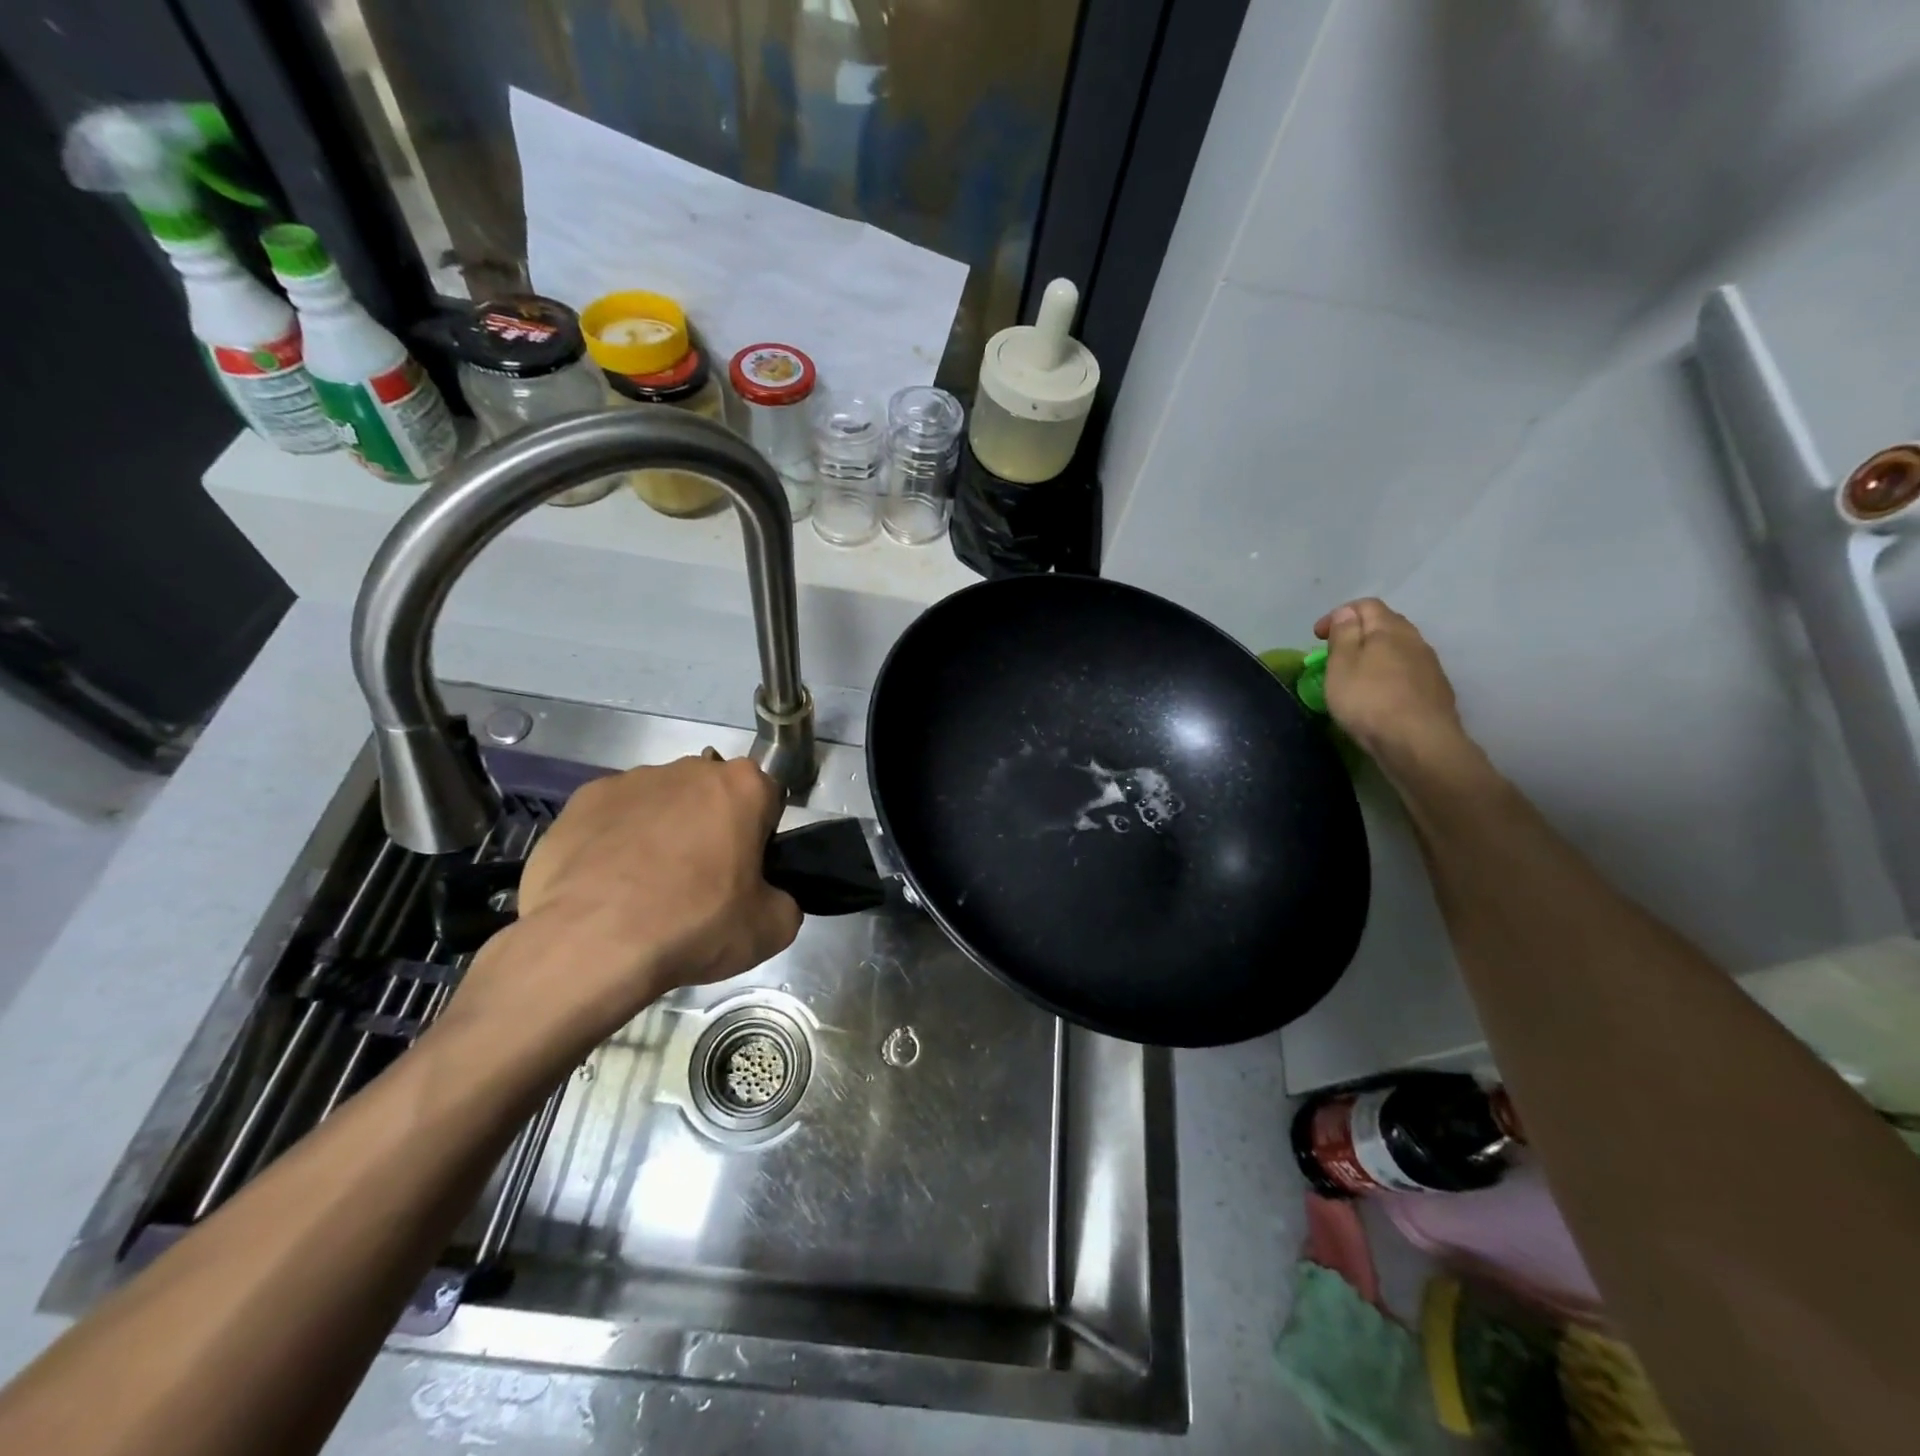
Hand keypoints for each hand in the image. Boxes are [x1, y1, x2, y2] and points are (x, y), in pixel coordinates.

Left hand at [439, 755, 801, 1072]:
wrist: (592, 944)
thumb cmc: (695, 925)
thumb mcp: (772, 929)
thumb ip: (785, 900)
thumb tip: (770, 899)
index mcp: (744, 786)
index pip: (768, 799)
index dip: (761, 836)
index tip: (748, 872)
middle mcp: (690, 768)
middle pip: (712, 794)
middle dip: (711, 826)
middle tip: (702, 882)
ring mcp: (631, 780)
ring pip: (661, 803)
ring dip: (663, 832)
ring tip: (646, 889)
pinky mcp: (581, 800)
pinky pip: (612, 818)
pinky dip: (615, 842)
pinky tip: (607, 885)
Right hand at [1313, 598, 1467, 770]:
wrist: (1419, 744)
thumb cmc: (1369, 701)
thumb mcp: (1342, 665)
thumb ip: (1344, 635)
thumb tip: (1346, 612)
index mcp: (1389, 629)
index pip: (1366, 605)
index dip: (1339, 614)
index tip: (1318, 636)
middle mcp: (1415, 640)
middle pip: (1386, 624)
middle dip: (1359, 632)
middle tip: (1335, 653)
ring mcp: (1430, 666)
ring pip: (1399, 649)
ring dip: (1376, 655)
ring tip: (1356, 675)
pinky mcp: (1436, 691)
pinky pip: (1408, 671)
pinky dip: (1389, 674)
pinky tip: (1379, 695)